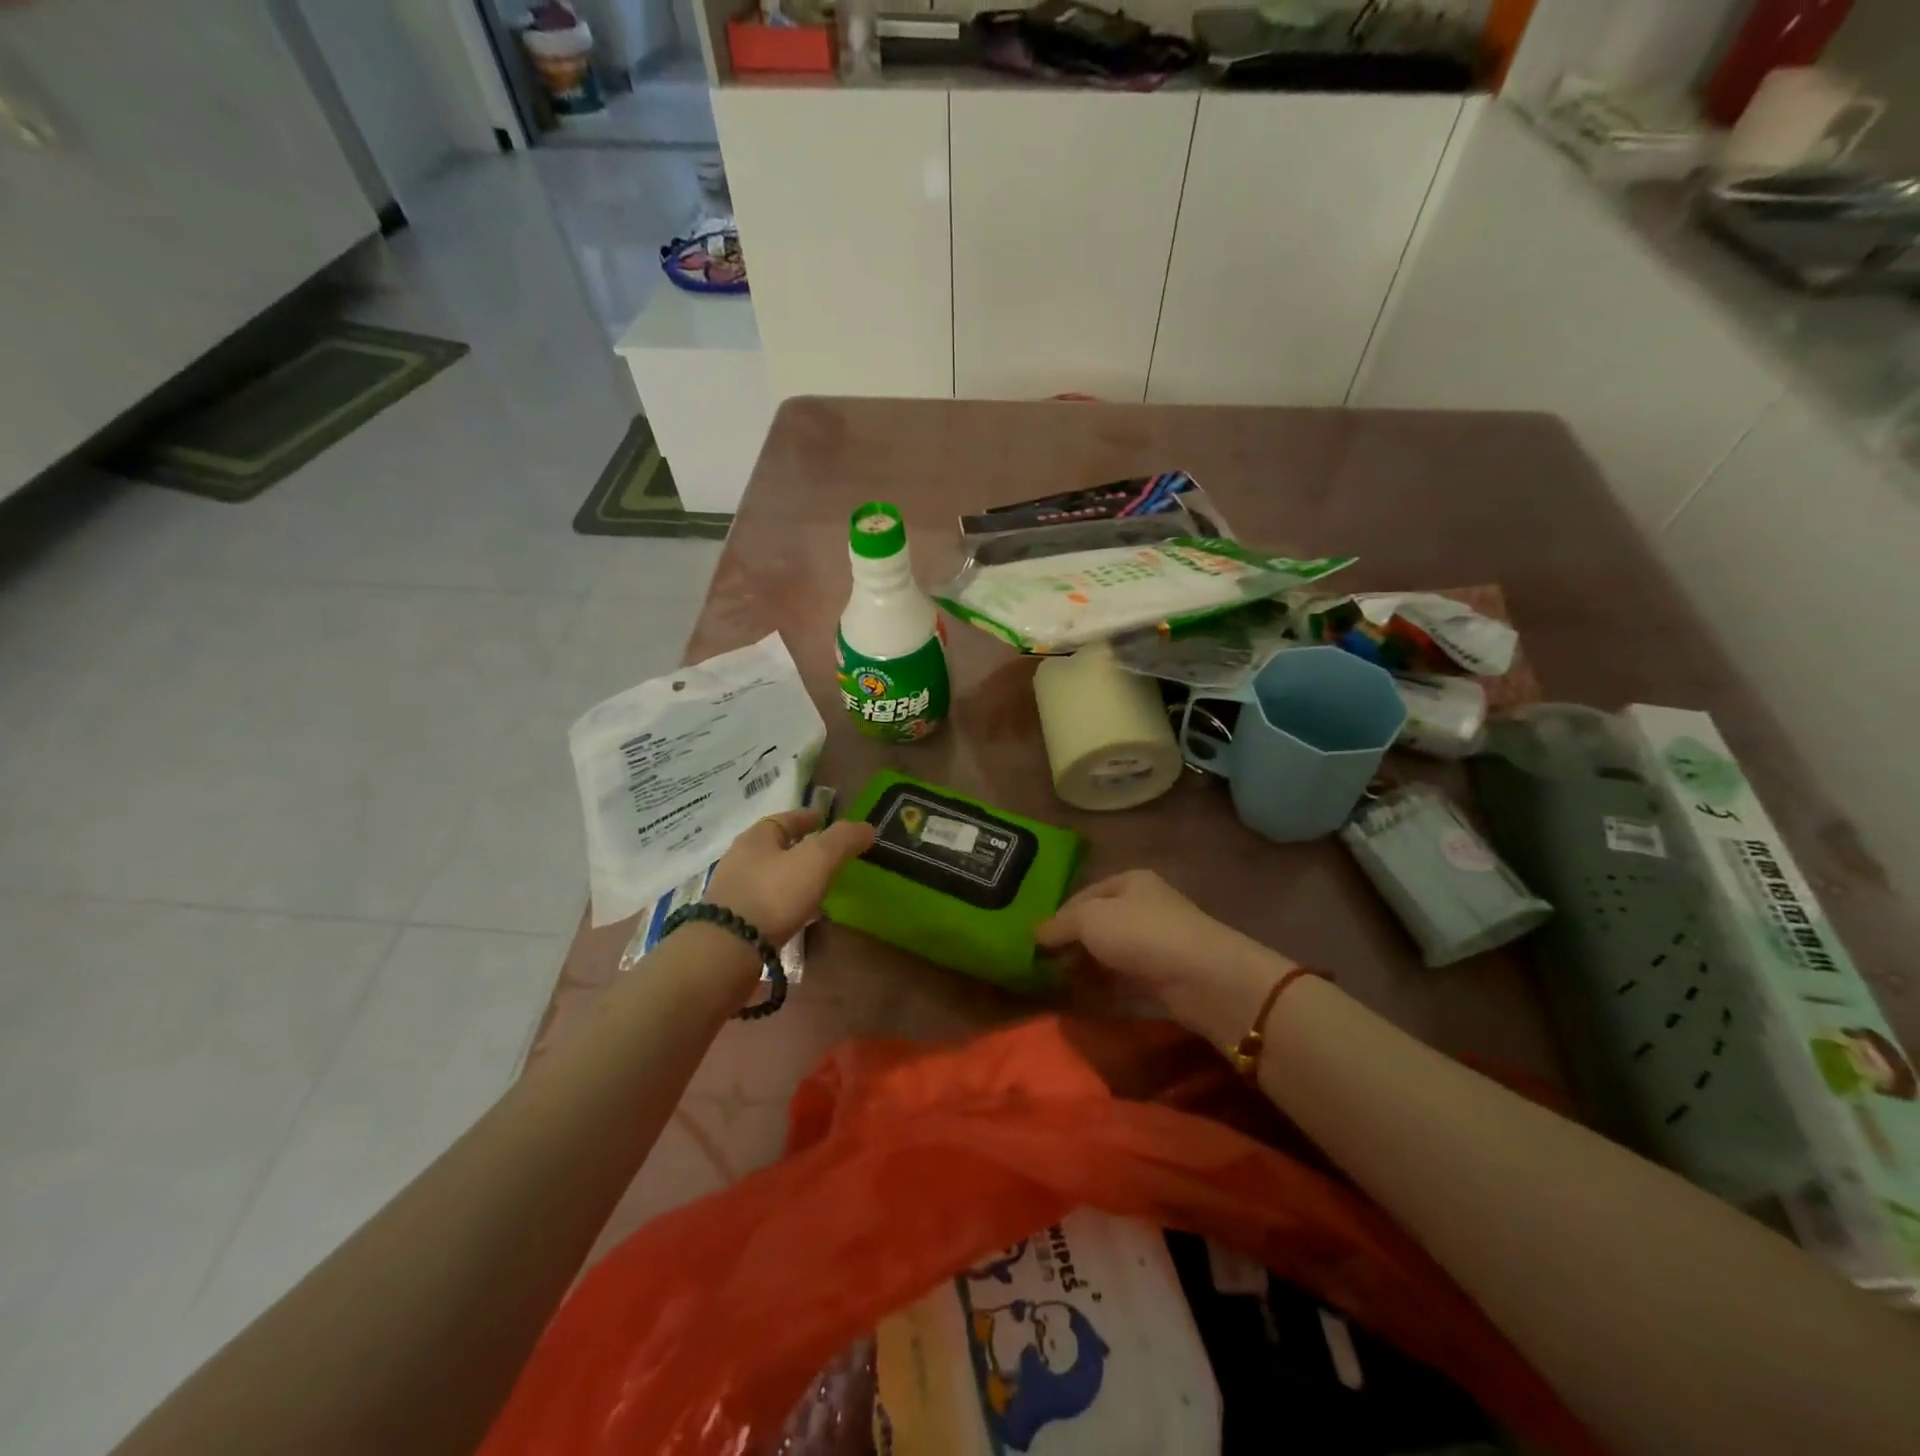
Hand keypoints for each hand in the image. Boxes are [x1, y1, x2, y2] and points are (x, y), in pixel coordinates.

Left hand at [705, 808, 875, 946]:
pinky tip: (801, 916)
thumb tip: (867, 827)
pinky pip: (768, 904)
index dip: (810, 817)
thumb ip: (843, 840)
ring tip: (821, 888)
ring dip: (795, 878)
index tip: (828, 821)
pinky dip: (787, 904)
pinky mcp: (734, 922)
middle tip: (830, 857)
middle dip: (802, 849)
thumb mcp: (816, 859)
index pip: (787, 818)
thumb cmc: (773, 894)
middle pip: (777, 847)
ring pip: (772, 876)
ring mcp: (734, 892)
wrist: (727, 951)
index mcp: (757, 837)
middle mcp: (741, 859)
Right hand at [1036, 869, 1292, 1046]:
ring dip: (1086, 967)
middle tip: (1043, 967)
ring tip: (1058, 985)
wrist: (1203, 978)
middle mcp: (1145, 906)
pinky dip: (1105, 987)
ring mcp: (1157, 942)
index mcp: (1130, 881)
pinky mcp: (1164, 976)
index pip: (1083, 895)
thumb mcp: (1090, 919)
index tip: (1035, 942)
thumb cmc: (1142, 933)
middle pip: (1098, 924)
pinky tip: (1084, 998)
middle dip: (1071, 944)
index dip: (1058, 916)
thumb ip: (1059, 925)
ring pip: (1111, 953)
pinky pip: (1125, 979)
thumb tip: (1036, 935)